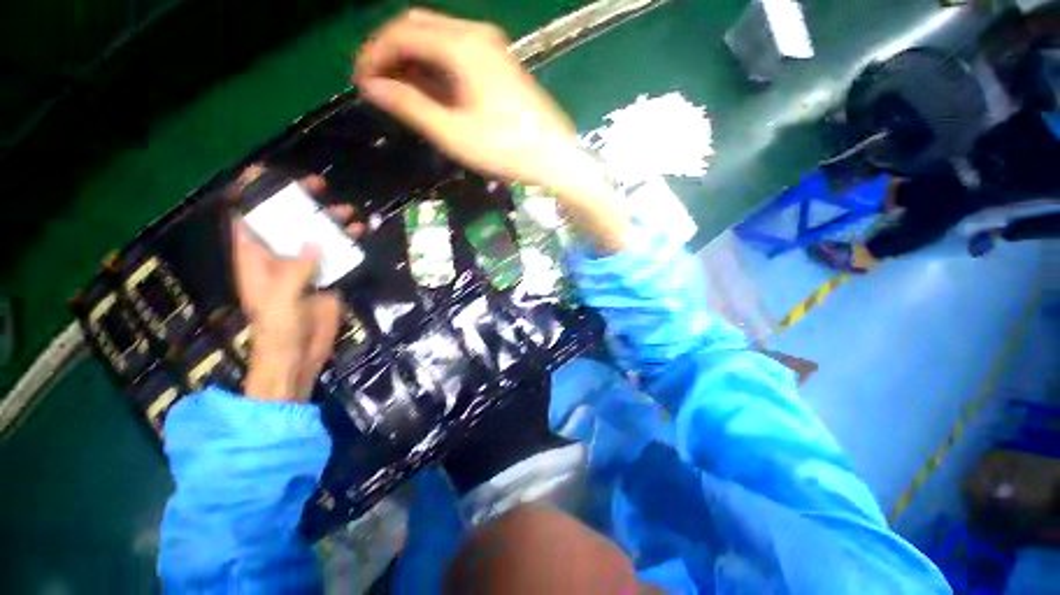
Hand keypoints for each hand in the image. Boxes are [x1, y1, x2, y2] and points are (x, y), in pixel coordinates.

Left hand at [231, 172, 360, 400]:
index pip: (247, 218)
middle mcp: (279, 257)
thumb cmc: (278, 328)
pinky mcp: (327, 279)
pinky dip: (348, 243)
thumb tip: (315, 241)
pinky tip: (360, 234)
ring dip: (330, 221)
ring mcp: (305, 268)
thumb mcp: (280, 297)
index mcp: (256, 258)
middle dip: (299, 202)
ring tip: (348, 212)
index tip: (269, 174)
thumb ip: (295, 268)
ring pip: (316, 236)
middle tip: (319, 186)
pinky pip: (337, 255)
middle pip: (286, 221)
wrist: (299, 355)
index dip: (253, 194)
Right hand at [354, 9, 579, 187]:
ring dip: (412, 60)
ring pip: (436, 39)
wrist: (554, 157)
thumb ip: (411, 105)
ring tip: (397, 93)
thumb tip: (371, 86)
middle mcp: (475, 34)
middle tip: (376, 86)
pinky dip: (434, 67)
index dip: (373, 54)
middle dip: (389, 53)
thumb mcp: (453, 133)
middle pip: (417, 28)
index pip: (401, 33)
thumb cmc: (506, 149)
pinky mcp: (498, 63)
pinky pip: (455, 54)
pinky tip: (428, 90)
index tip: (359, 82)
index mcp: (462, 45)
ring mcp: (490, 47)